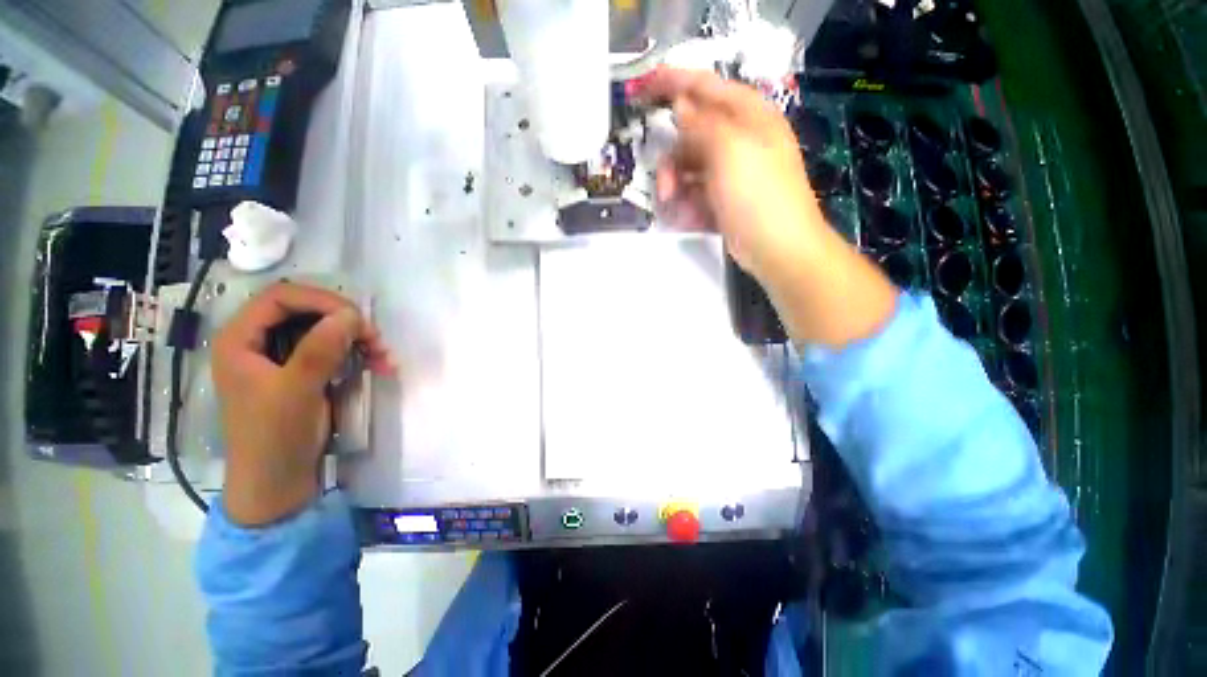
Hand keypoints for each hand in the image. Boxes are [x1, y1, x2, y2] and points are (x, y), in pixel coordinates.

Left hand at [211, 282, 392, 525]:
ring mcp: (283, 359)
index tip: (357, 318)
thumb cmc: (274, 438)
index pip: (280, 298)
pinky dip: (359, 355)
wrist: (278, 484)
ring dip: (359, 339)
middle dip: (346, 322)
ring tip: (384, 358)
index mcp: (240, 341)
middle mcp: (259, 343)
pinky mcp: (304, 374)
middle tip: (376, 340)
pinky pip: (335, 351)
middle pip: (307, 312)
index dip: (320, 300)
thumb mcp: (296, 392)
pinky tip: (381, 367)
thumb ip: (320, 350)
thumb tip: (351, 314)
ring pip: (325, 330)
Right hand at [637, 68, 897, 347]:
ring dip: (676, 187)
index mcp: (749, 117)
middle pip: (692, 136)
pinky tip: (684, 219)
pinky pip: (696, 195)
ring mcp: (732, 174)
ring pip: (690, 169)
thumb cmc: (758, 195)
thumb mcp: (729, 151)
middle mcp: (740, 141)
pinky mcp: (724, 201)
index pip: (708, 87)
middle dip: (672, 159)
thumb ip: (701, 124)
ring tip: (673, 207)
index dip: (676, 82)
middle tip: (666, 186)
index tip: (646, 86)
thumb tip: (681, 105)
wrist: (778, 249)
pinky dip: (686, 206)